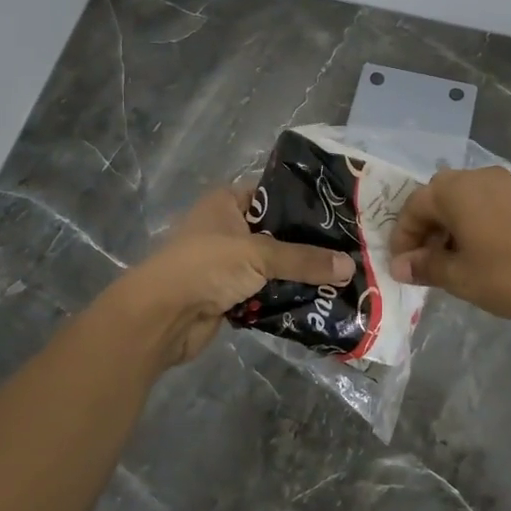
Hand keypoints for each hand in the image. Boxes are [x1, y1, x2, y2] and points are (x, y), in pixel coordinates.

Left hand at [110, 186, 353, 367]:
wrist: (161, 317)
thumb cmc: (206, 266)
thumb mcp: (259, 255)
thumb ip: (304, 260)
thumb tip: (349, 266)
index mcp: (227, 203)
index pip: (273, 193)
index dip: (304, 202)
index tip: (341, 212)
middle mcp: (227, 228)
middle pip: (276, 232)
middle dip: (307, 244)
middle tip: (350, 247)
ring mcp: (227, 263)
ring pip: (272, 265)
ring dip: (298, 274)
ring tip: (342, 275)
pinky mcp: (229, 295)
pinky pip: (265, 292)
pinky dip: (285, 297)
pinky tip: (318, 300)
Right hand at [390, 167, 510, 336]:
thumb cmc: (508, 275)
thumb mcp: (459, 276)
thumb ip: (425, 266)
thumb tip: (400, 266)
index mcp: (454, 190)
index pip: (414, 207)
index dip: (402, 238)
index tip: (401, 267)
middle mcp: (477, 176)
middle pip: (438, 198)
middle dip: (425, 229)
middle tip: (423, 262)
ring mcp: (505, 183)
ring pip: (463, 200)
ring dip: (449, 226)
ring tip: (450, 261)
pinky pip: (486, 203)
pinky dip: (473, 223)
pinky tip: (479, 252)